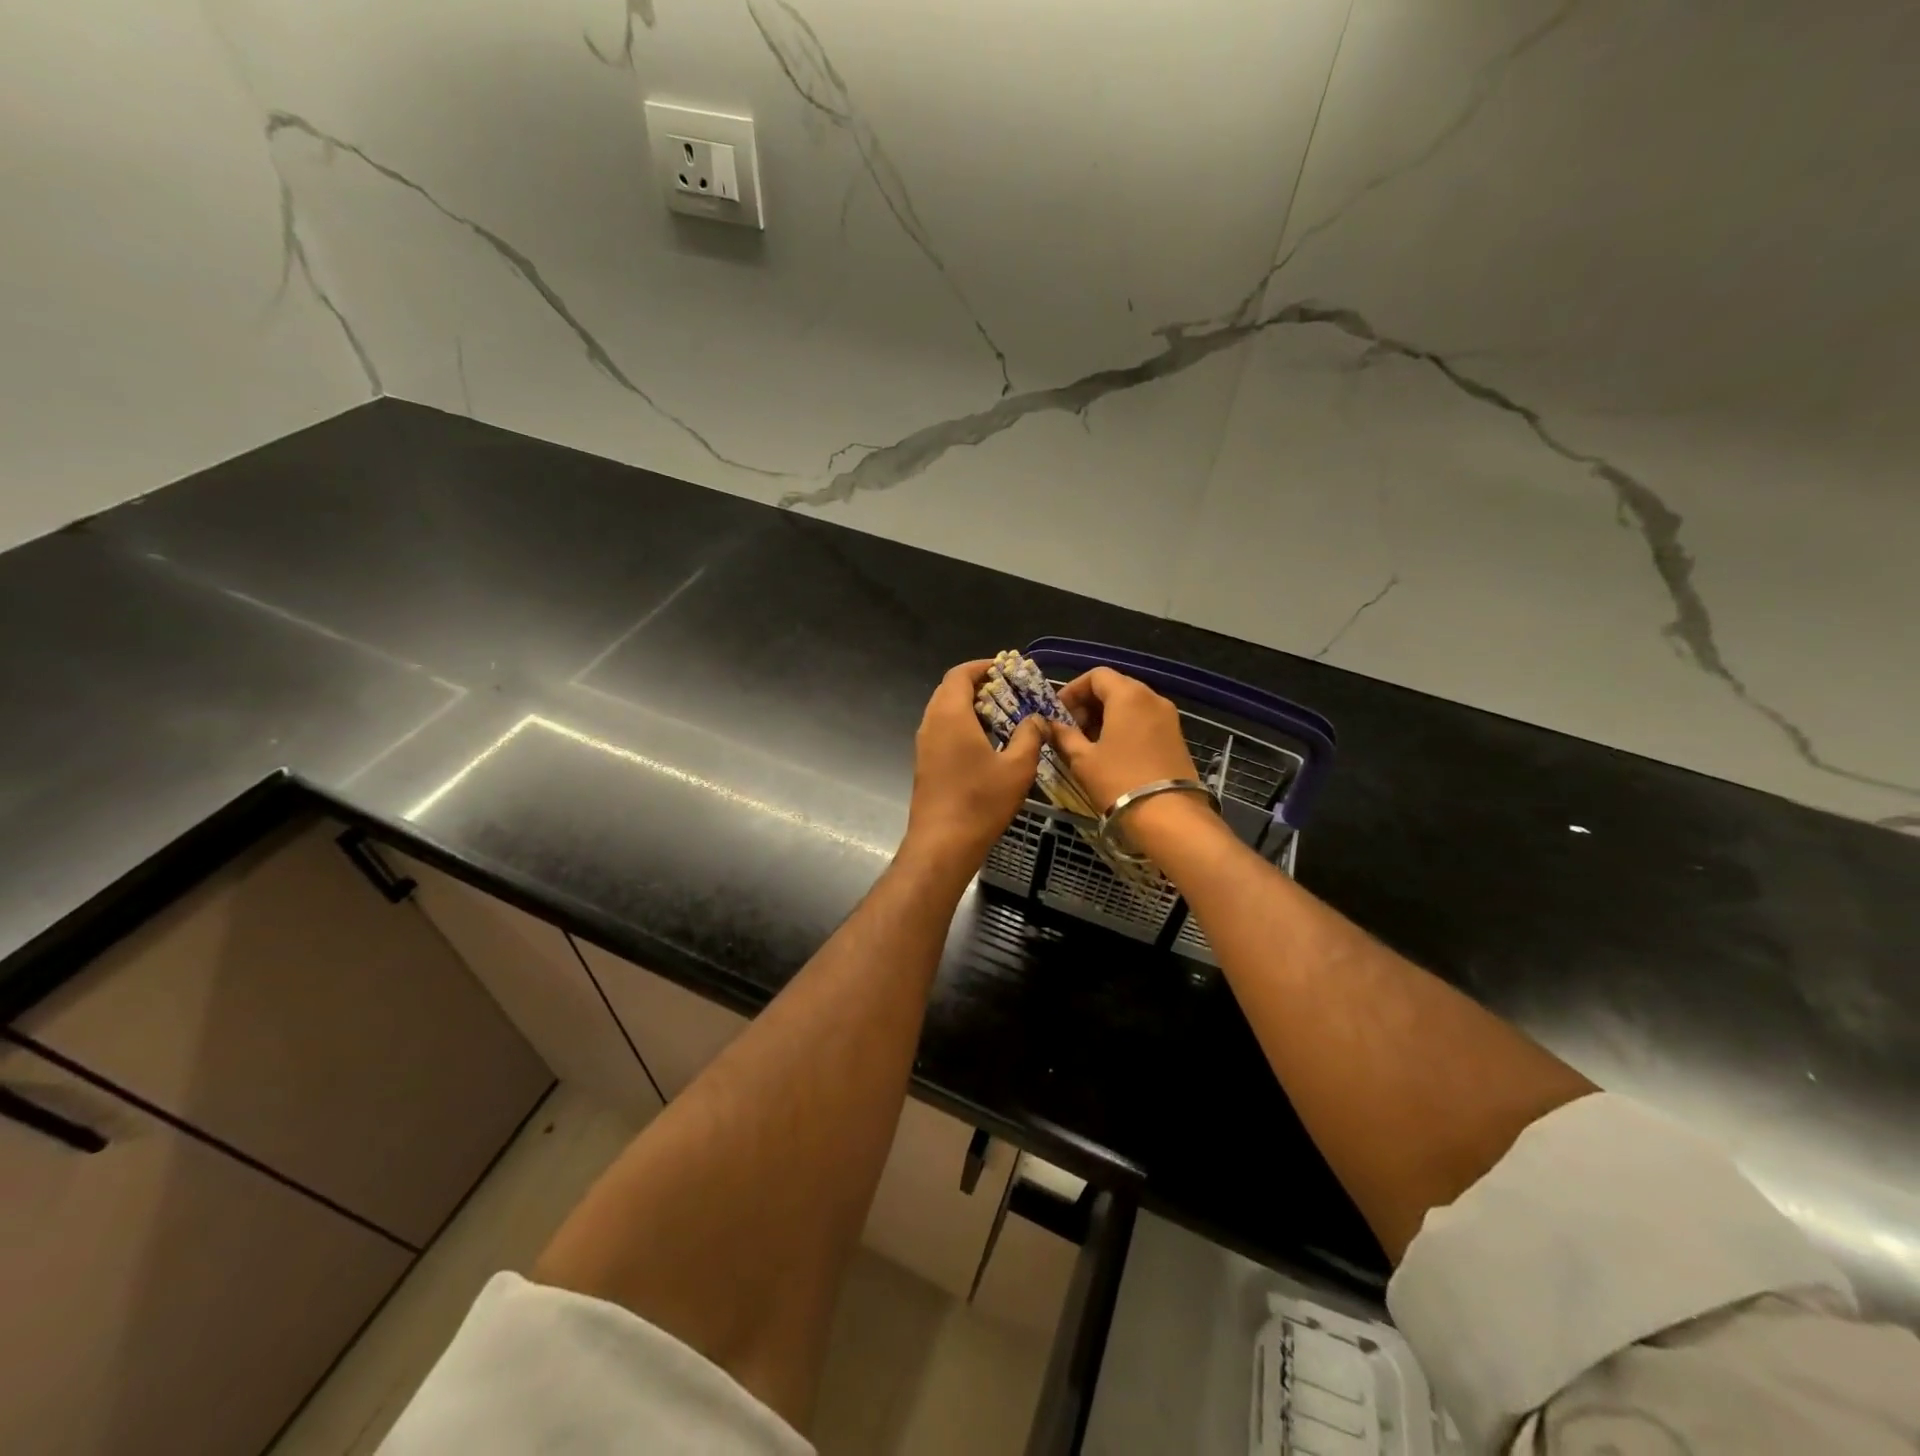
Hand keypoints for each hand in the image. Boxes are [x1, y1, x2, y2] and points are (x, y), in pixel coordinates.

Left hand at [902, 660, 1045, 870]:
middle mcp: (931, 723)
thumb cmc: (981, 802)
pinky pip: (942, 730)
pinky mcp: (925, 763)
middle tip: (1009, 692)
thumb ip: (1030, 735)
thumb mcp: (1017, 767)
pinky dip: (963, 725)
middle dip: (979, 685)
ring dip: (971, 706)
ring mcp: (924, 744)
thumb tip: (1038, 719)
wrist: (942, 844)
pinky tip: (987, 743)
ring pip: (945, 711)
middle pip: (950, 689)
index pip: (960, 674)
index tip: (1007, 670)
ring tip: (1003, 716)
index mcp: (950, 715)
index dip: (983, 667)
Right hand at [1051, 668, 1200, 812]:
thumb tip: (1051, 725)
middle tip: (1070, 730)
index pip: (1096, 675)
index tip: (1057, 713)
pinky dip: (1124, 727)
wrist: (1169, 817)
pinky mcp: (1176, 737)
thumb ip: (1064, 736)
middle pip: (1115, 687)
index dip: (1072, 690)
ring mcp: (1169, 717)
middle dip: (1088, 704)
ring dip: (1106, 717)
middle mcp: (1152, 698)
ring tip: (1087, 744)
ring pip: (1131, 704)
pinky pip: (1144, 720)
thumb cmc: (1119, 781)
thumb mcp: (1083, 759)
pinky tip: (1111, 753)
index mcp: (1128, 695)